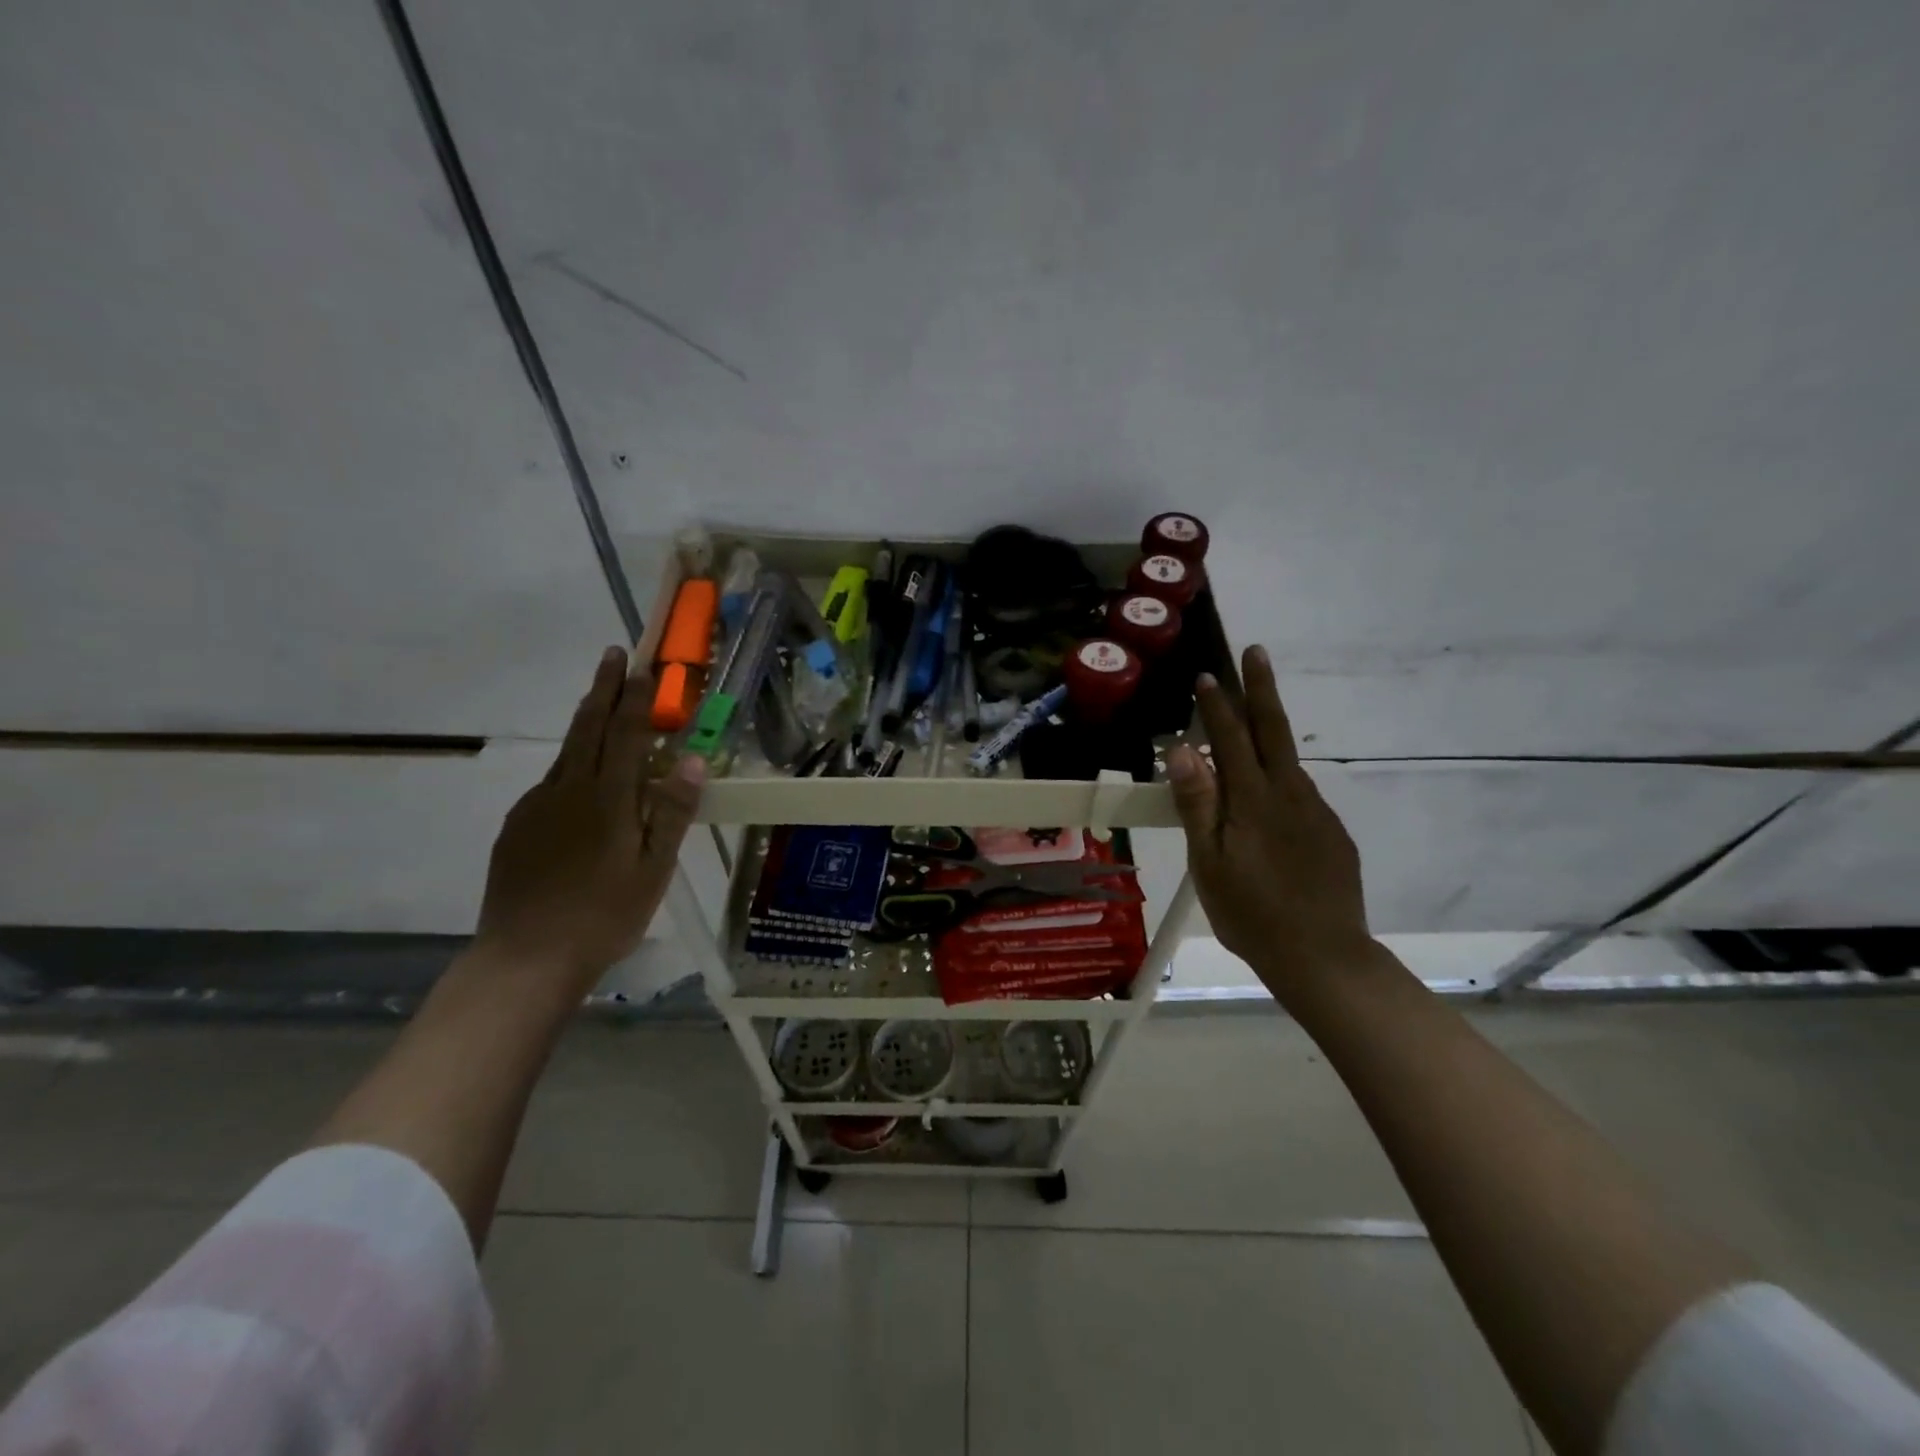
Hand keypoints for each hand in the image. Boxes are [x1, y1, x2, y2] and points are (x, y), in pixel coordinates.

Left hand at [474, 647, 704, 988]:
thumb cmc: (604, 916)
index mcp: (607, 799)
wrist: (525, 959)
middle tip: (613, 654)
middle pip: (587, 727)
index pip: (624, 733)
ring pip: (566, 752)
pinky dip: (571, 766)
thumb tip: (690, 758)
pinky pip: (550, 784)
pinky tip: (581, 784)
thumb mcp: (653, 869)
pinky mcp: (516, 827)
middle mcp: (567, 790)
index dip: (635, 697)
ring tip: (602, 706)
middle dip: (603, 688)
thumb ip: (671, 812)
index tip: (642, 665)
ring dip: (586, 721)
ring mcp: (536, 807)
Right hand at [1166, 645, 1375, 1000]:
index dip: (1218, 706)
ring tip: (1249, 726)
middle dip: (1262, 689)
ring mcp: (1316, 813)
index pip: (1232, 739)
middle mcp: (1290, 795)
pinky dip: (1280, 779)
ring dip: (1269, 734)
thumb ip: (1197, 804)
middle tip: (1256, 652)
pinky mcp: (1332, 835)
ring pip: (1288, 763)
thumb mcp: (1208, 863)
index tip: (1206, 676)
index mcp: (1254, 801)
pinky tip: (1269, 802)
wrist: (1324, 957)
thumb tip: (1183, 750)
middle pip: (1274, 731)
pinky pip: (1300, 795)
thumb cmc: (1251, 913)